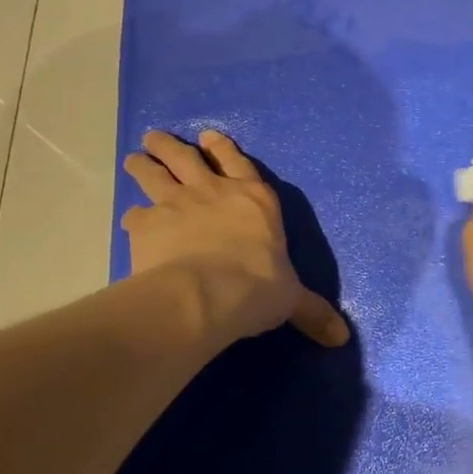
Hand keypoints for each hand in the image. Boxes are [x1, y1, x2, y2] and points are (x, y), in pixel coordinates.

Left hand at [122, 130, 348, 348]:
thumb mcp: (291, 299)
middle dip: (173, 147)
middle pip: (188, 159)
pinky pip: (136, 215)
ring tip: (134, 158)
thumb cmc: (257, 288)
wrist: (206, 293)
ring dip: (145, 165)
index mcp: (254, 200)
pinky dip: (133, 217)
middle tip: (155, 137)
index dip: (223, 149)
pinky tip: (129, 221)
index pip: (238, 163)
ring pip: (156, 175)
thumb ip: (311, 311)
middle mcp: (214, 192)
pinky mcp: (147, 225)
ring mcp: (177, 204)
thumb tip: (342, 337)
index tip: (208, 136)